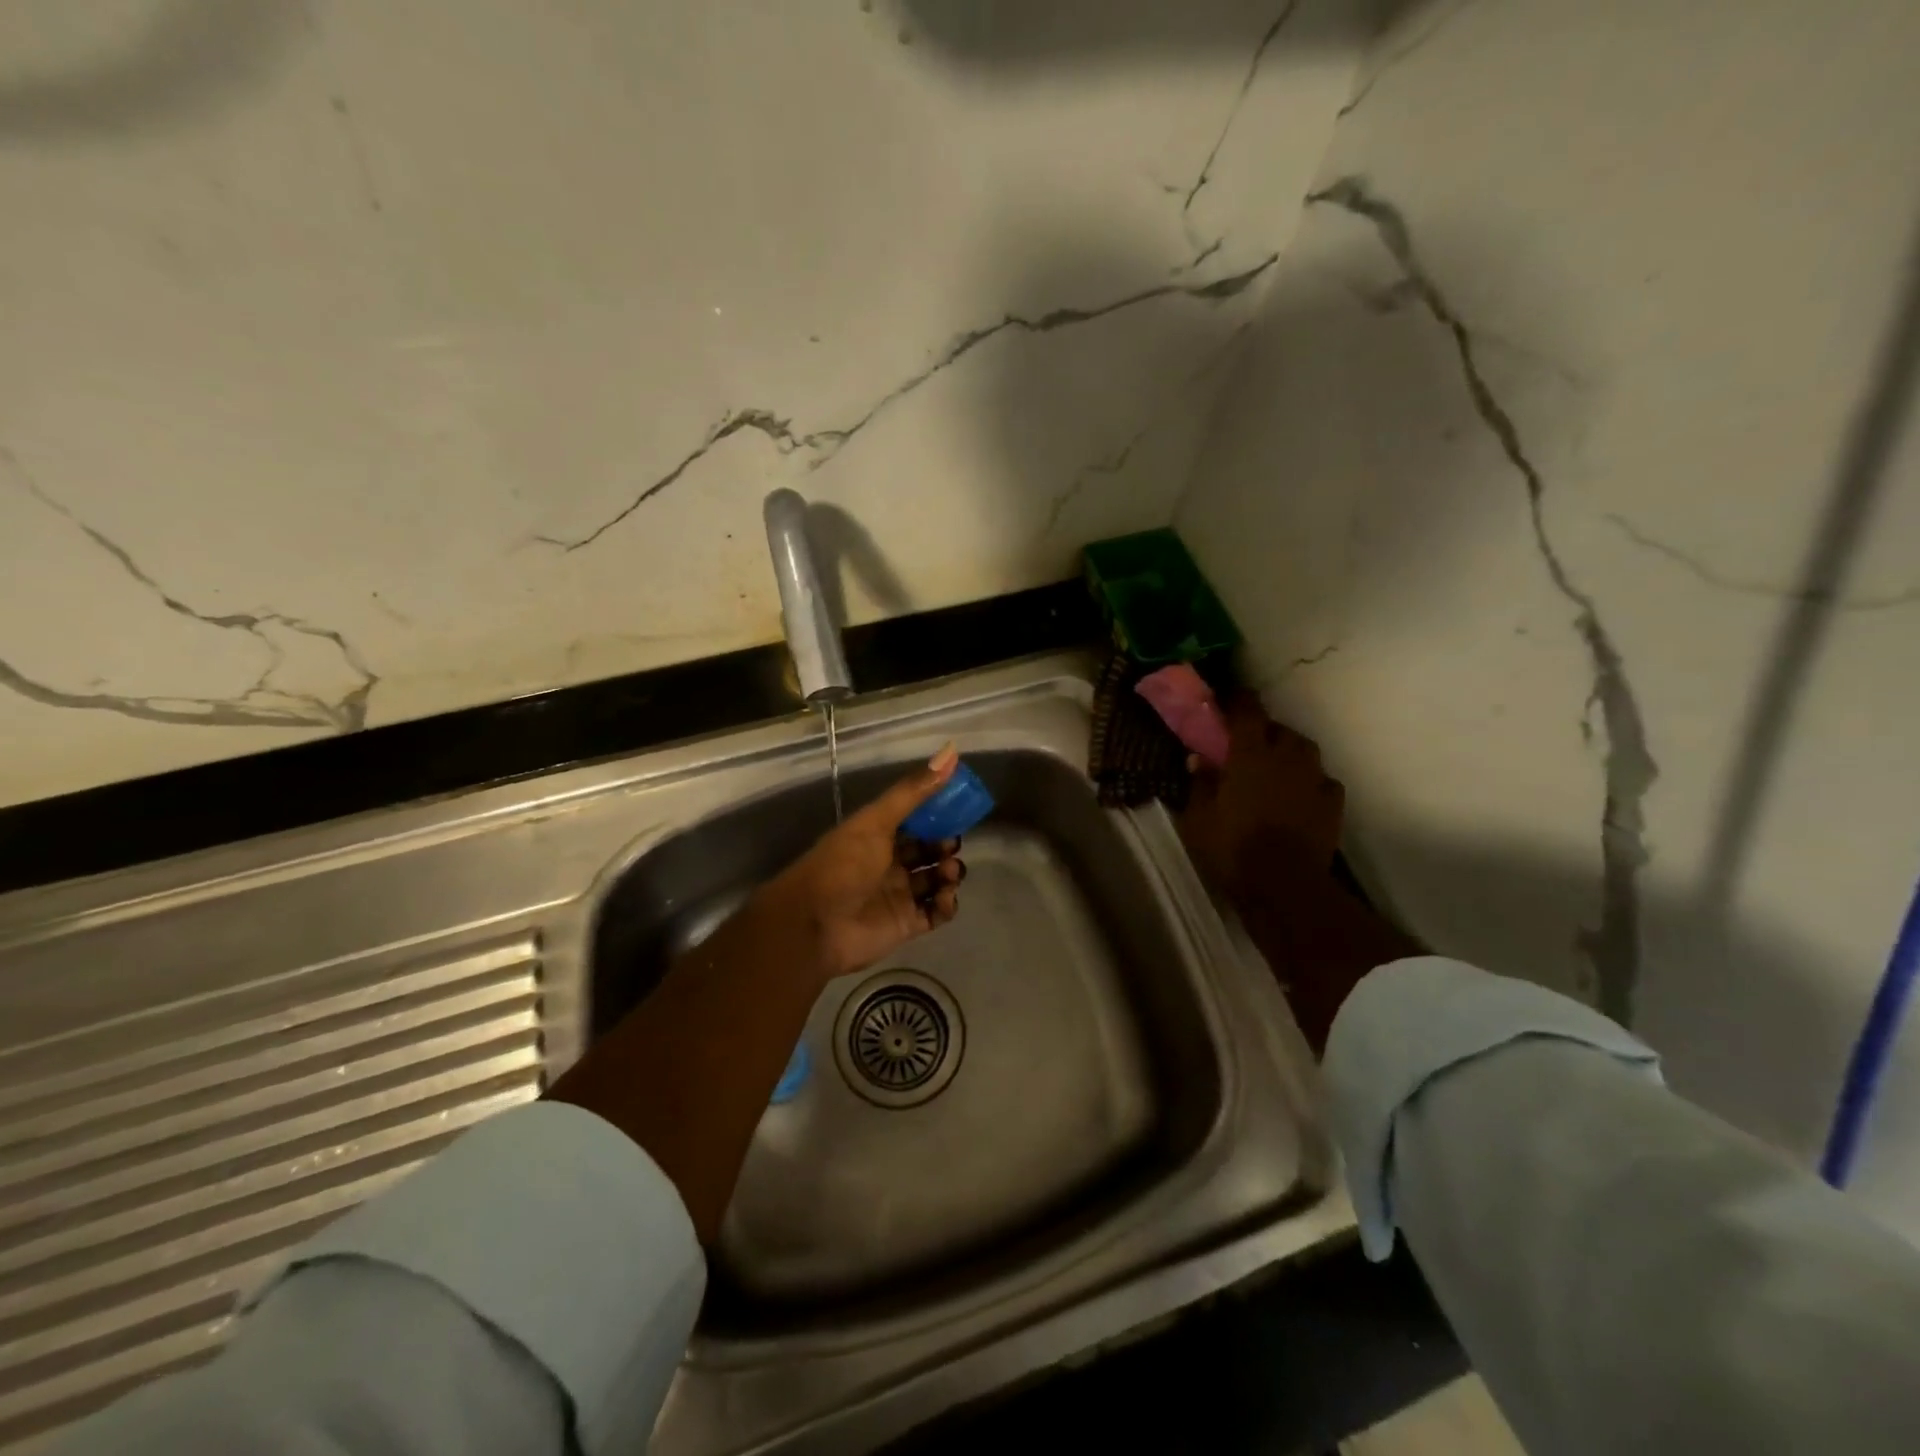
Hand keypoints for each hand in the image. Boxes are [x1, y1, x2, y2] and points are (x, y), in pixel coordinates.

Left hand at [758, 743, 967, 979]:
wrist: (814, 925)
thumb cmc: (843, 865)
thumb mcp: (876, 821)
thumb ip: (913, 791)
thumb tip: (951, 752)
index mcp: (877, 835)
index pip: (914, 821)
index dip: (936, 814)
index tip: (958, 807)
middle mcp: (889, 863)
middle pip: (927, 851)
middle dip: (945, 845)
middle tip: (951, 844)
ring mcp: (898, 895)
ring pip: (935, 880)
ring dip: (949, 873)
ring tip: (950, 871)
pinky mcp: (907, 924)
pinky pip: (937, 913)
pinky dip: (946, 904)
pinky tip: (945, 896)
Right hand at [1178, 695, 1344, 900]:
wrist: (1285, 885)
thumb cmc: (1233, 848)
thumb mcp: (1198, 819)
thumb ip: (1200, 784)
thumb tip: (1199, 759)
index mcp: (1250, 754)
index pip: (1247, 711)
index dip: (1238, 700)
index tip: (1228, 698)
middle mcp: (1286, 757)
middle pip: (1279, 729)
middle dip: (1264, 731)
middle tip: (1247, 745)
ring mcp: (1314, 779)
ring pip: (1304, 751)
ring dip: (1289, 752)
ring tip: (1275, 768)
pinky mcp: (1333, 803)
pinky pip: (1321, 780)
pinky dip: (1309, 782)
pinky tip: (1299, 796)